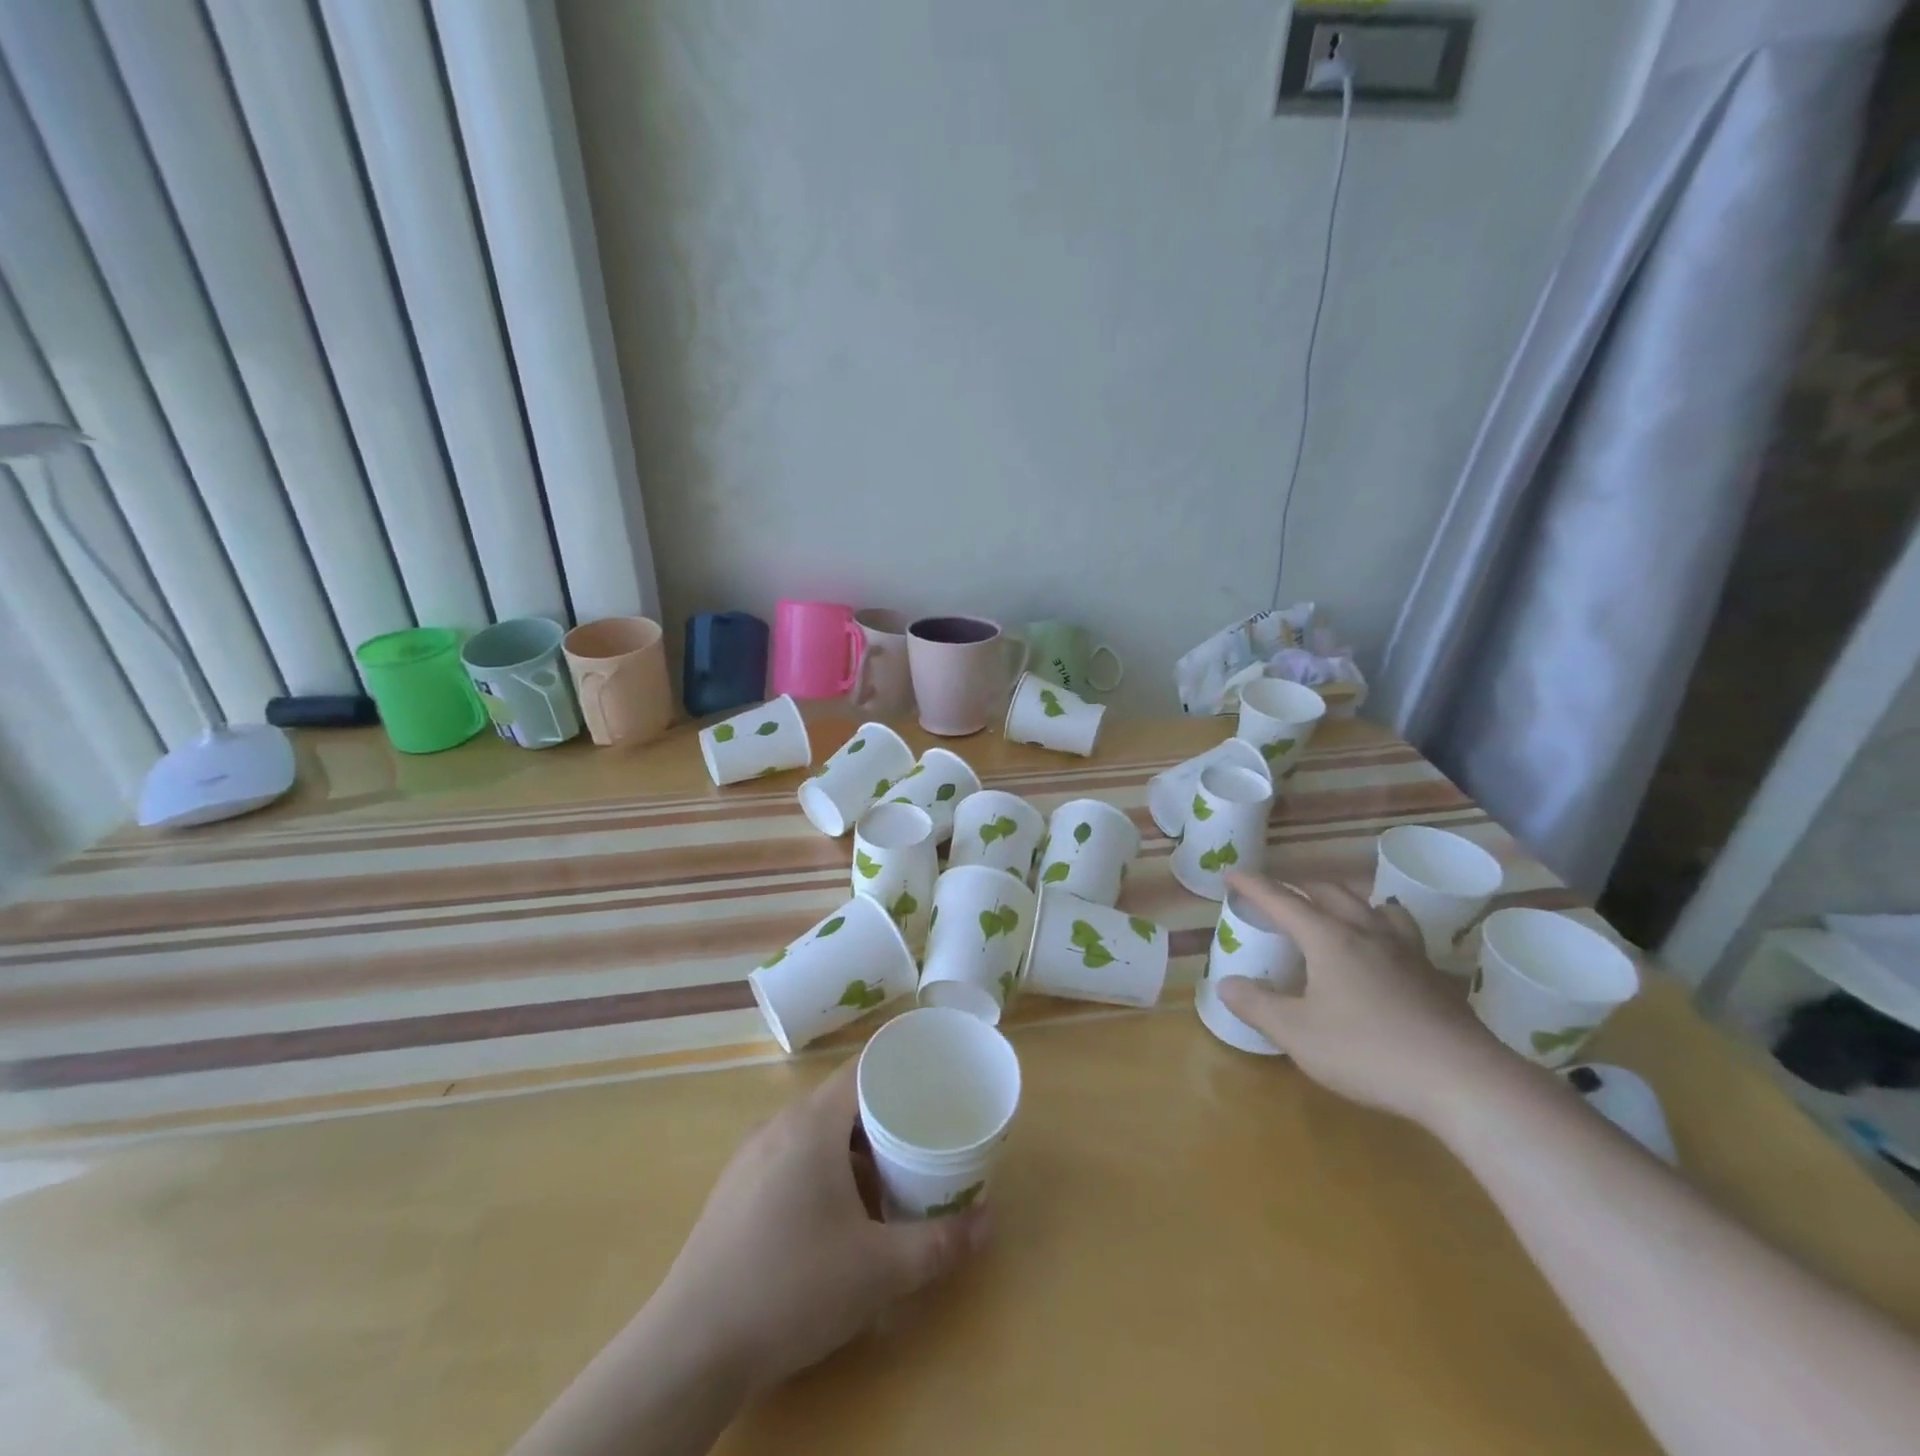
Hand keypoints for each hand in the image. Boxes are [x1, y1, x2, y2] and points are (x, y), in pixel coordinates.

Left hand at [651, 1058, 989, 1398]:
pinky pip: (790, 1158)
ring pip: (815, 1132)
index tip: (935, 1081)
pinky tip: (835, 1216)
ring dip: (853, 1148)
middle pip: (842, 1101)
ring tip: (887, 1179)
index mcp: (812, 1124)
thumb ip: (939, 1243)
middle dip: (884, 1116)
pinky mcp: (734, 1190)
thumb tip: (990, 1221)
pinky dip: (822, 1169)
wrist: (691, 1349)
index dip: (901, 1068)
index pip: (863, 1068)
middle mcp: (778, 1125)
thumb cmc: (792, 1288)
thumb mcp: (879, 1270)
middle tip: (923, 1138)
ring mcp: (750, 1157)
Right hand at [1215, 874, 1517, 1129]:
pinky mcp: (1434, 977)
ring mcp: (1407, 952)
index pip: (1282, 900)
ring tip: (1338, 913)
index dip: (1254, 886)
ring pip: (1375, 906)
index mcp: (1329, 938)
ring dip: (1348, 901)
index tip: (1232, 874)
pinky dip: (1383, 929)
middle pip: (1331, 892)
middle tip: (1280, 898)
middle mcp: (1367, 933)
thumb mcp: (1298, 1034)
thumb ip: (1258, 1006)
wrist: (1464, 1081)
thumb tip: (1228, 985)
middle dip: (1300, 888)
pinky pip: (1403, 934)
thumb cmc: (1368, 1052)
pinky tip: (1384, 954)